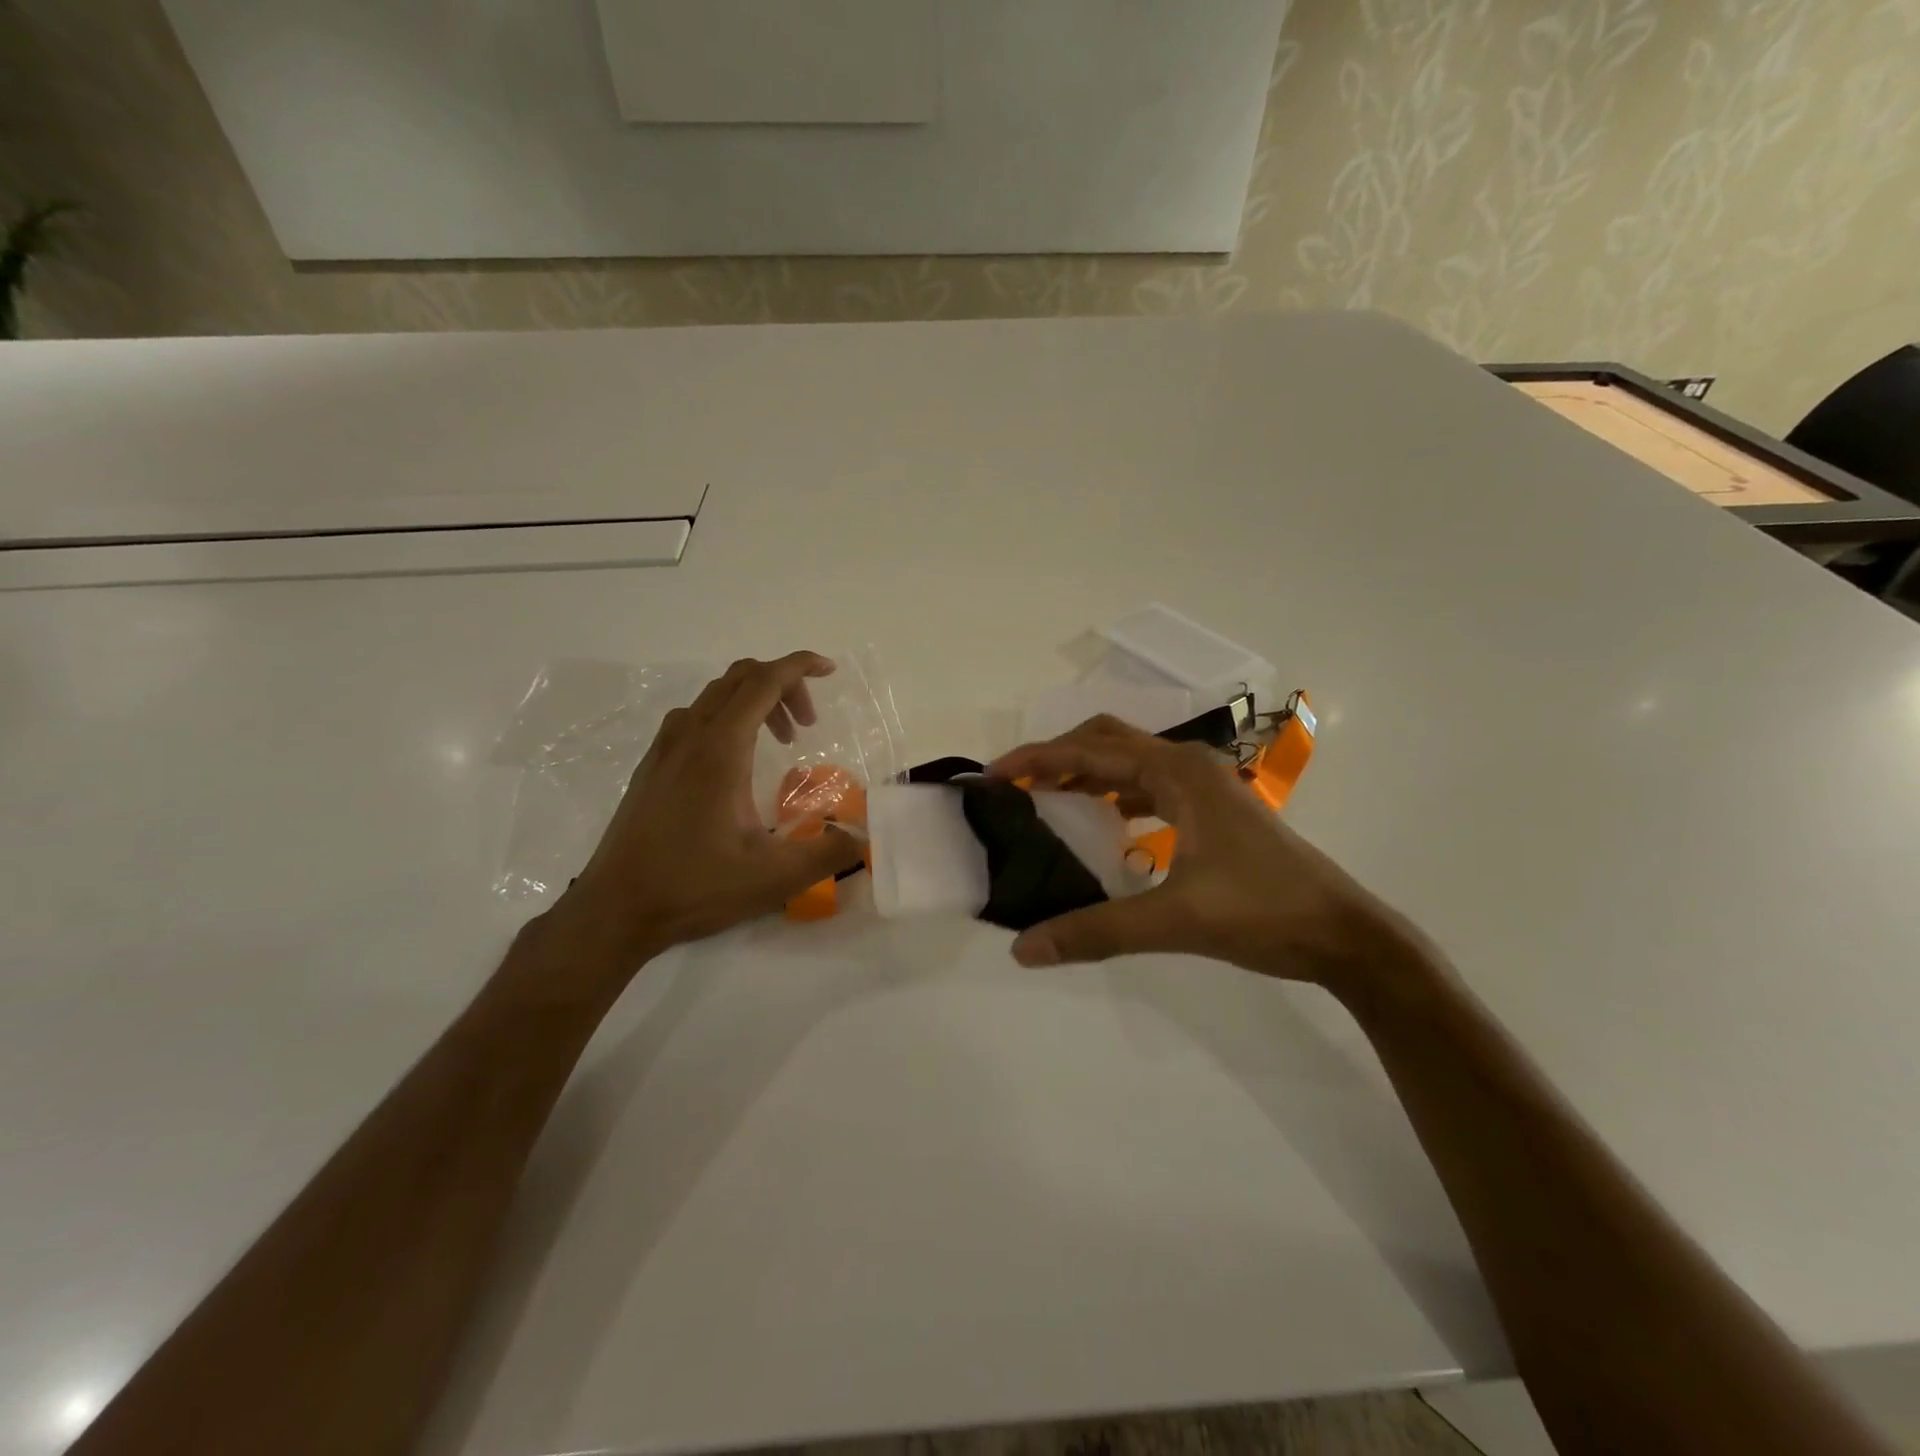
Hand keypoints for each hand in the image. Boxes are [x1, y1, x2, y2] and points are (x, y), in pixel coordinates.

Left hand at [554, 652, 864, 966]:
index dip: (799, 666)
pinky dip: (726, 718)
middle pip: (740, 678)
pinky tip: (736, 763)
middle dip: (783, 685)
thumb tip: (862, 836)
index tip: (829, 670)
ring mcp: (665, 749)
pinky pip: (694, 717)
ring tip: (779, 742)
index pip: (764, 682)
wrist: (615, 909)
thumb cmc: (694, 886)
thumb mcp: (774, 876)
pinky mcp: (651, 766)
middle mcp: (690, 736)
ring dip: (754, 702)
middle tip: (807, 724)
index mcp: (721, 749)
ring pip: (715, 696)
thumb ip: (828, 853)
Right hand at [987, 716, 1409, 986]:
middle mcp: (1189, 766)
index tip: (993, 777)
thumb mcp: (1174, 921)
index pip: (1090, 751)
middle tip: (1014, 786)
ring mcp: (1205, 787)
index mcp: (1178, 772)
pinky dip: (1115, 797)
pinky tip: (1102, 826)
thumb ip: (1096, 930)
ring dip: (1086, 774)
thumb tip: (1022, 949)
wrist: (1344, 934)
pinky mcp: (1213, 812)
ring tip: (1045, 801)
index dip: (1037, 759)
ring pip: (1130, 764)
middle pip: (1107, 742)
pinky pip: (1149, 788)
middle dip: (1057, 757)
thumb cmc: (1263, 912)